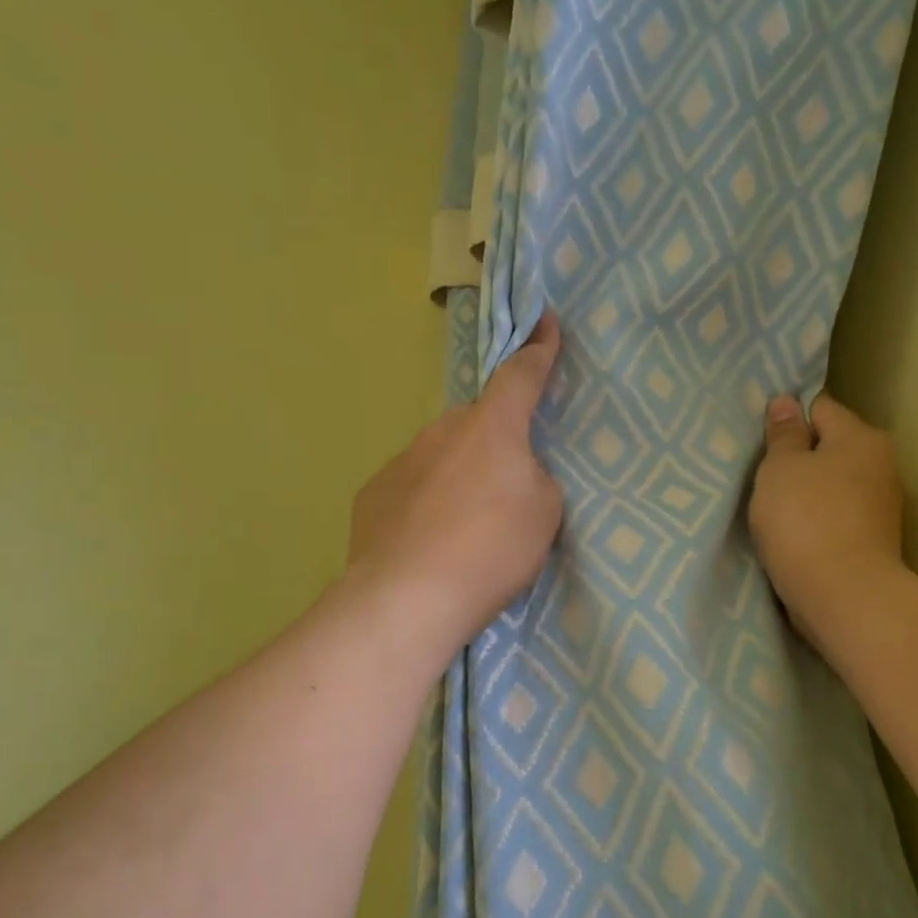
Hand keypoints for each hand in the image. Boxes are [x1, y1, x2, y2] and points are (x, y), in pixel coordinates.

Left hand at [344, 313, 564, 665]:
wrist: (408, 596)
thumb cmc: (490, 548)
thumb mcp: (544, 513)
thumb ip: (535, 480)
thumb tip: (513, 475)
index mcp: (492, 427)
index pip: (521, 375)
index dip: (539, 348)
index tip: (545, 320)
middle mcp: (442, 431)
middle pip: (477, 424)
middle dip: (492, 443)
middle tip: (503, 488)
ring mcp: (401, 460)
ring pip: (440, 456)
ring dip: (456, 477)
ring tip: (463, 528)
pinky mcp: (372, 494)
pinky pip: (410, 488)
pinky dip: (423, 504)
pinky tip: (427, 542)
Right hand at [749, 394, 906, 650]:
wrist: (844, 595)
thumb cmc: (805, 521)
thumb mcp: (780, 469)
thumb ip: (783, 434)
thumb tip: (786, 402)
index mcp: (861, 437)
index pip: (819, 407)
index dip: (788, 419)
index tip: (761, 440)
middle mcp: (881, 464)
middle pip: (830, 447)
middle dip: (799, 458)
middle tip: (762, 476)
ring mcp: (881, 505)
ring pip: (833, 484)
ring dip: (807, 491)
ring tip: (774, 508)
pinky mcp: (874, 539)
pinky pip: (837, 515)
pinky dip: (817, 519)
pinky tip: (794, 533)